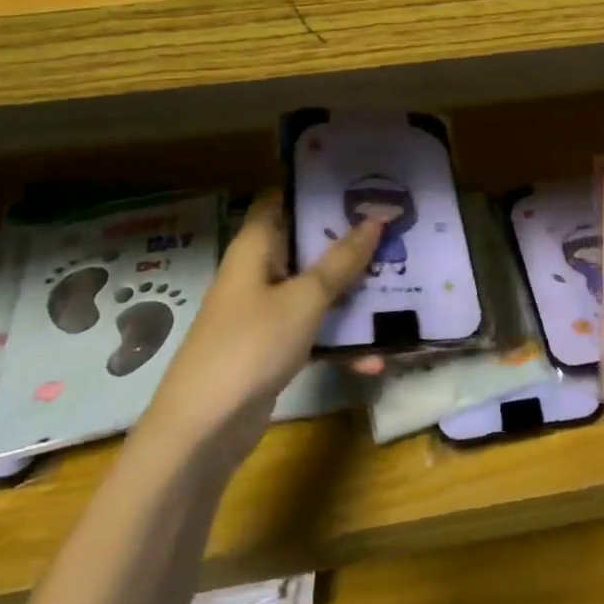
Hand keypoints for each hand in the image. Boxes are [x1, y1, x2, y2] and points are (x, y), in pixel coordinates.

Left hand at [141, 190, 382, 461]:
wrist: (202, 431)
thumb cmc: (251, 345)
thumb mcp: (304, 298)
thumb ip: (342, 260)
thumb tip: (377, 218)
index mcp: (257, 244)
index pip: (281, 193)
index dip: (315, 179)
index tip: (358, 172)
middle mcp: (260, 270)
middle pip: (307, 240)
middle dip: (349, 234)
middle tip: (395, 221)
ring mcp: (266, 310)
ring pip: (316, 286)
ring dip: (352, 287)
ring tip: (401, 278)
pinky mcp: (274, 346)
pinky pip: (315, 329)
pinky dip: (341, 338)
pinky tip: (376, 356)